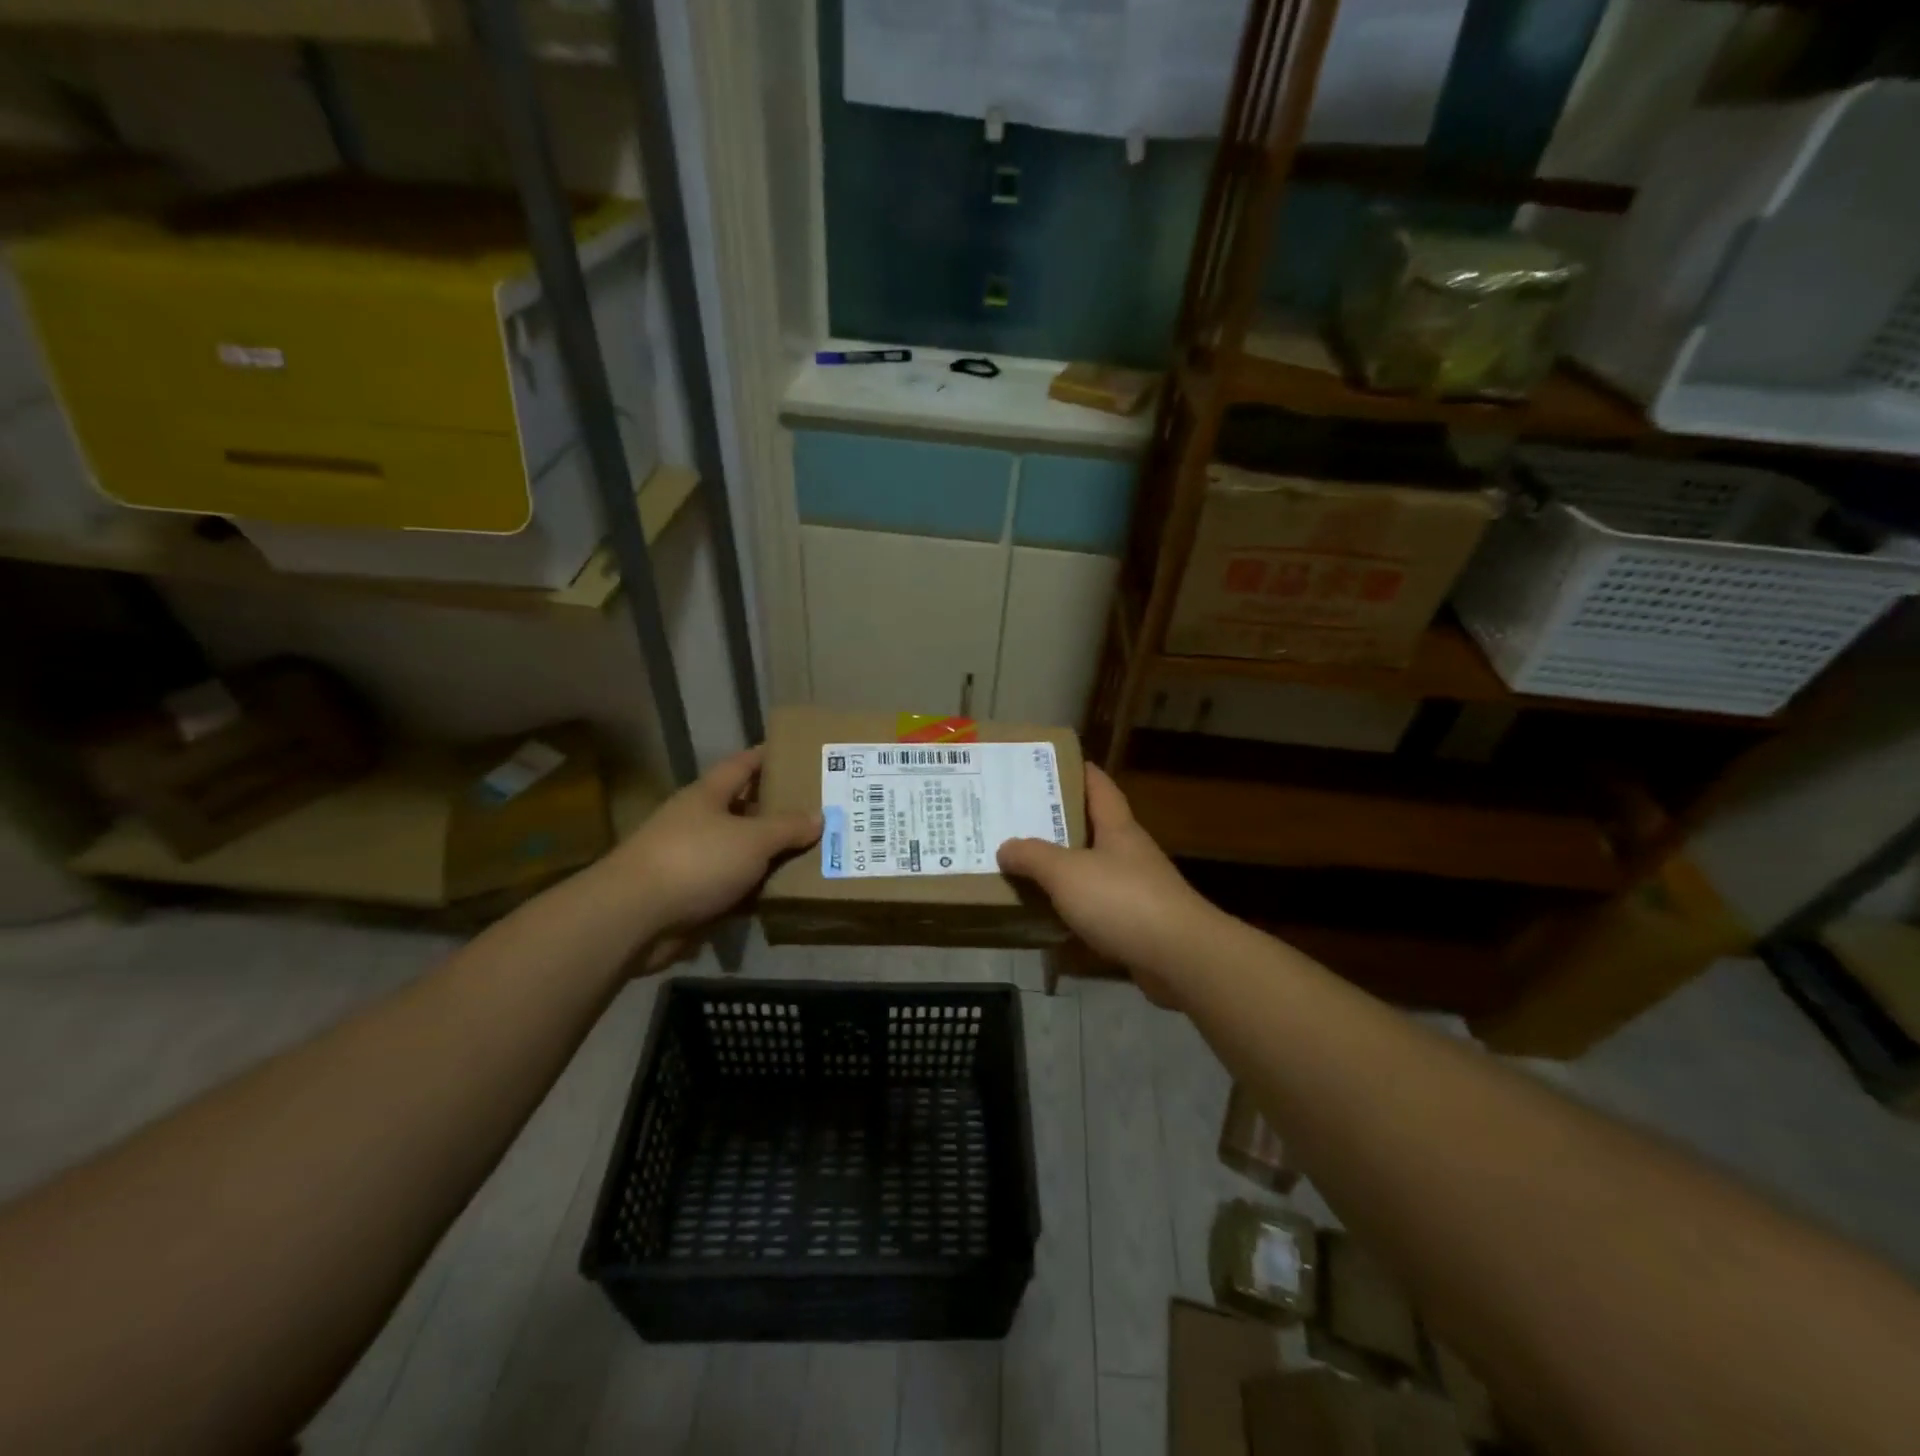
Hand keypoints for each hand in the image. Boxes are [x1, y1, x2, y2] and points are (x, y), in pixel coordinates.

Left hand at [609, 747, 820, 967]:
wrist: (634, 917)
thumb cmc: (696, 861)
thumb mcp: (752, 839)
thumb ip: (787, 827)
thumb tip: (818, 816)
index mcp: (708, 796)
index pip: (742, 765)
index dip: (768, 756)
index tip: (797, 753)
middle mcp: (698, 822)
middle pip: (744, 809)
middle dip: (778, 810)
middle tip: (820, 809)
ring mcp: (692, 861)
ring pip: (741, 852)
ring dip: (770, 855)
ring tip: (814, 853)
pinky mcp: (691, 897)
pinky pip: (733, 888)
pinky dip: (756, 891)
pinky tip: (785, 894)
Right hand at [997, 765, 1220, 1007]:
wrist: (1180, 958)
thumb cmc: (1123, 900)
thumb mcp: (1067, 872)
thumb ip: (1033, 857)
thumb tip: (1005, 847)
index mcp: (1118, 828)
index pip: (1099, 786)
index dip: (1078, 771)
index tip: (1050, 764)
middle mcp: (1129, 853)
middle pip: (1093, 828)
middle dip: (1060, 822)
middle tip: (1019, 818)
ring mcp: (1137, 889)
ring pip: (1093, 869)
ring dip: (1064, 868)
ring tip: (1025, 866)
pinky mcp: (1137, 924)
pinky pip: (1097, 907)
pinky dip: (1074, 907)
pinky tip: (1049, 914)